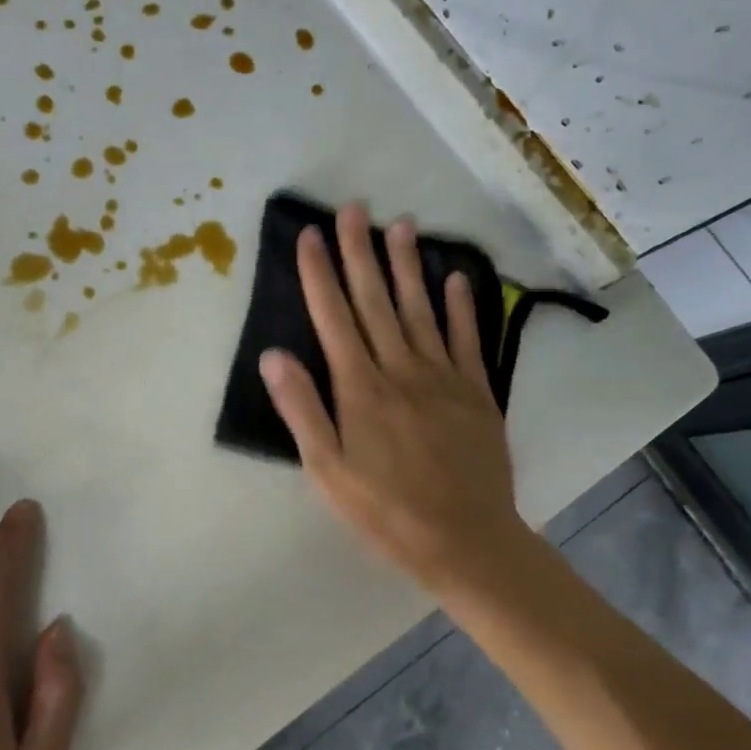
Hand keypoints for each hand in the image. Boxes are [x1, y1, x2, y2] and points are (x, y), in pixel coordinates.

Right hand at [259, 203, 527, 591]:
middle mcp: (401, 370)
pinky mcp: (477, 392)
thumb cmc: (384, 510)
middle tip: (353, 208)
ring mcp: (443, 378)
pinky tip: (456, 276)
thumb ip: (302, 409)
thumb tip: (273, 354)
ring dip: (408, 265)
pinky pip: (466, 339)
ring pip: (421, 309)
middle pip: (376, 301)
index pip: (334, 318)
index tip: (310, 235)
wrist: (465, 540)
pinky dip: (461, 306)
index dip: (319, 274)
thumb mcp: (327, 470)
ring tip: (400, 224)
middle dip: (360, 252)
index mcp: (360, 389)